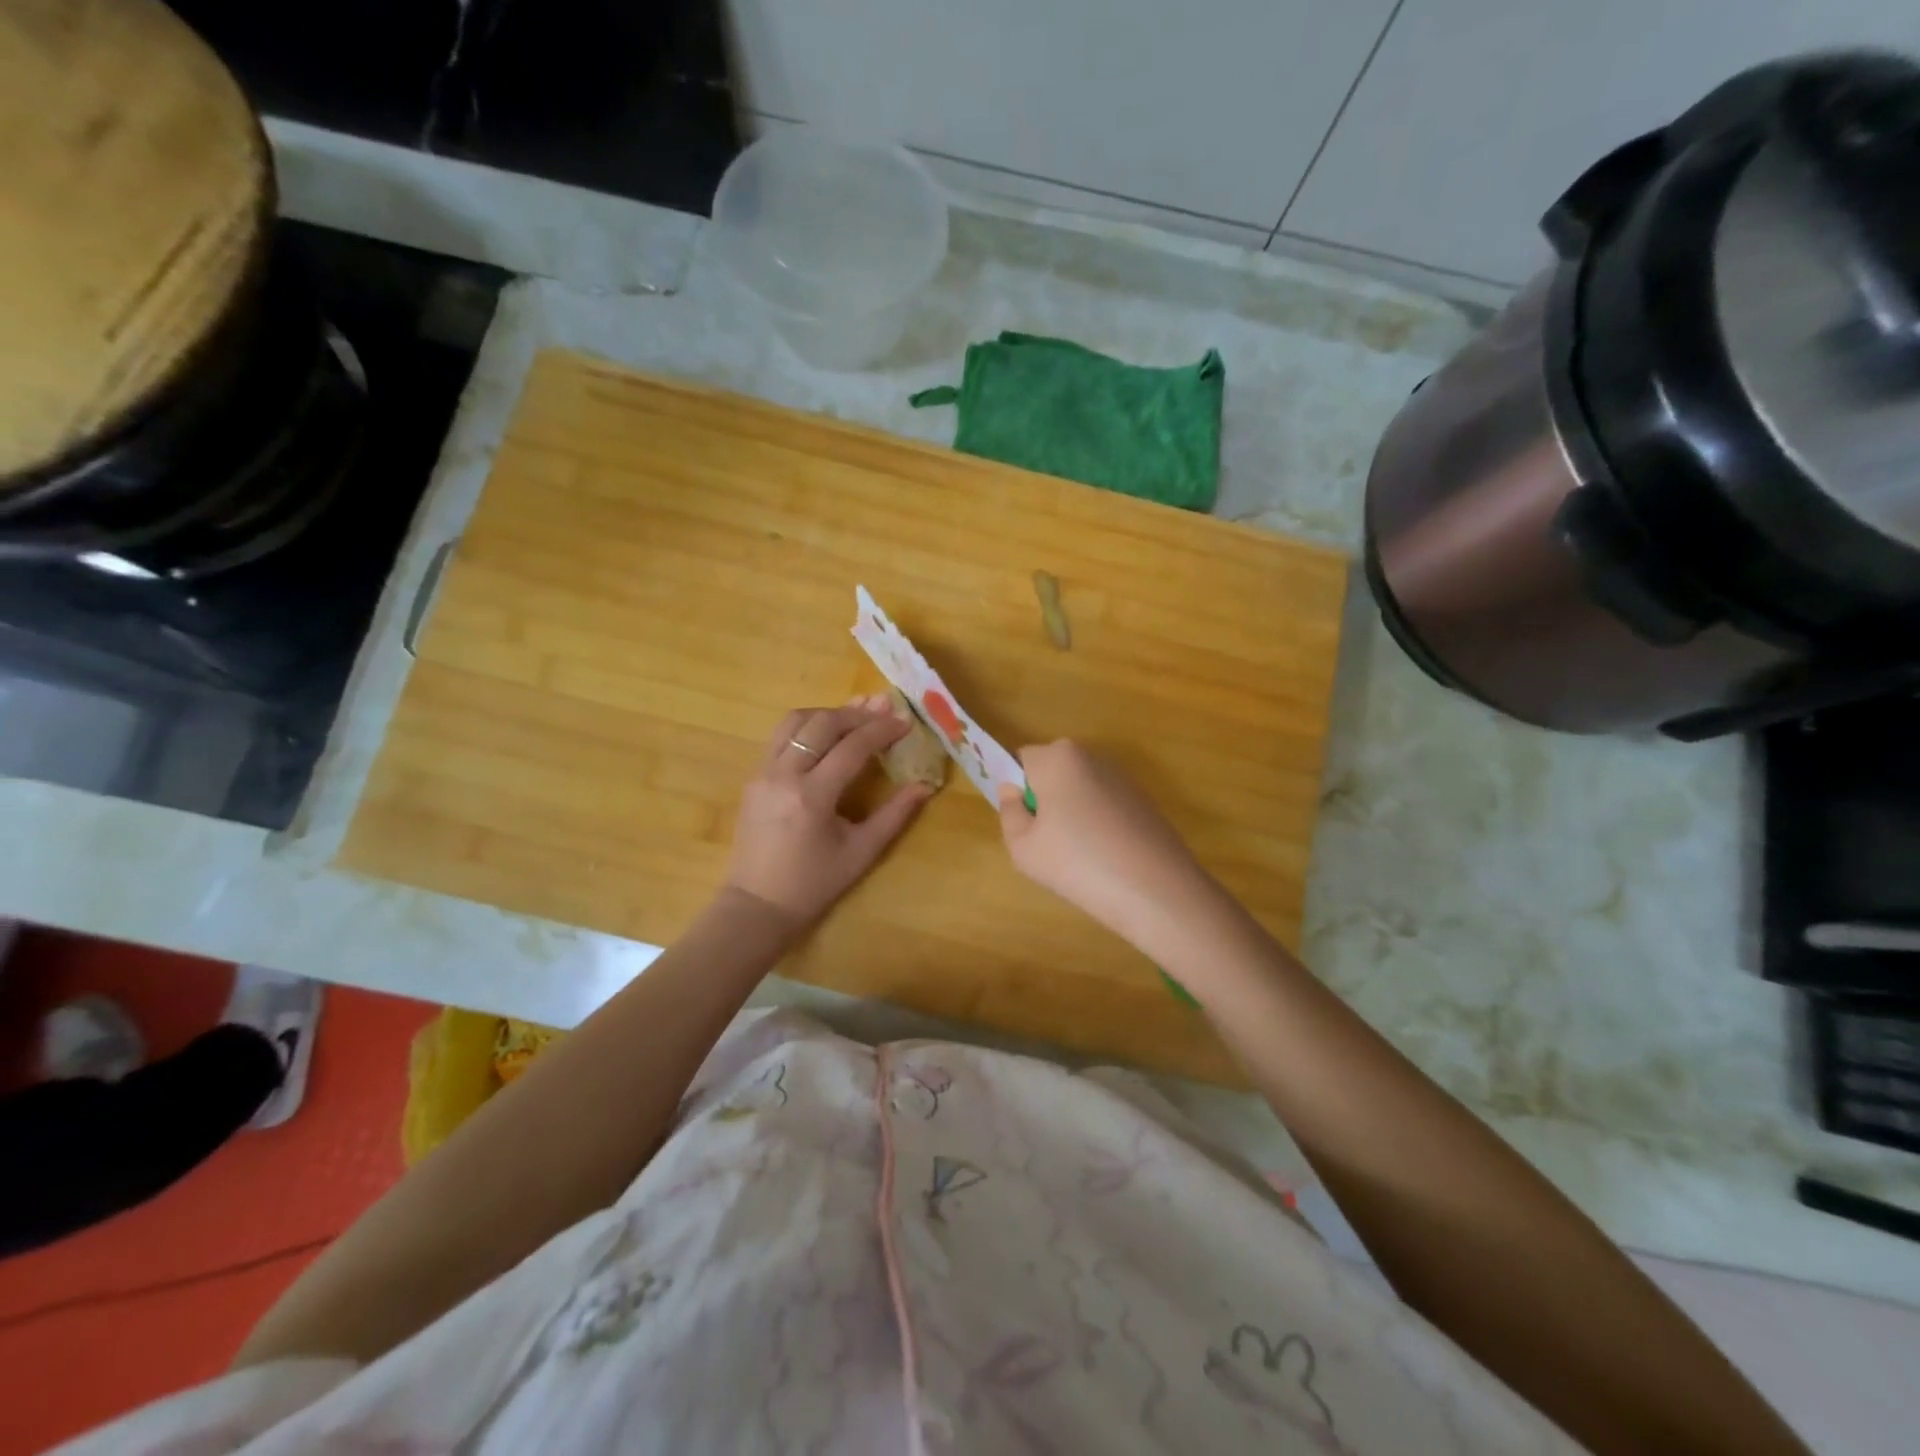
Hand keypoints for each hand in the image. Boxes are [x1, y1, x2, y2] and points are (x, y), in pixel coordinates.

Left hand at [725, 697, 932, 928]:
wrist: (756, 906)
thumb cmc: (813, 884)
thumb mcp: (861, 852)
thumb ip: (894, 815)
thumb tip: (925, 786)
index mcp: (812, 796)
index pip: (852, 747)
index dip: (881, 730)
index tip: (905, 722)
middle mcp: (783, 775)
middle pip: (822, 724)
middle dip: (856, 714)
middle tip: (884, 709)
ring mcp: (763, 773)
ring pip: (794, 721)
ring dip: (827, 713)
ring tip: (855, 716)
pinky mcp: (753, 777)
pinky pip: (780, 737)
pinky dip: (807, 727)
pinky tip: (826, 734)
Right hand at [996, 741, 1210, 945]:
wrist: (1155, 889)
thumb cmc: (1077, 863)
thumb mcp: (1022, 847)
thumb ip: (1009, 812)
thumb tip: (1012, 792)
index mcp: (1057, 758)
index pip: (1020, 760)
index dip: (1014, 789)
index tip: (1021, 822)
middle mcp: (1090, 757)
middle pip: (1052, 772)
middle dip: (1044, 799)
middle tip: (1044, 842)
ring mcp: (1121, 777)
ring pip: (1079, 790)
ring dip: (1071, 812)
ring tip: (1078, 856)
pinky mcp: (1143, 800)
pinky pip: (1104, 805)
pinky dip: (1098, 824)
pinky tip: (1105, 858)